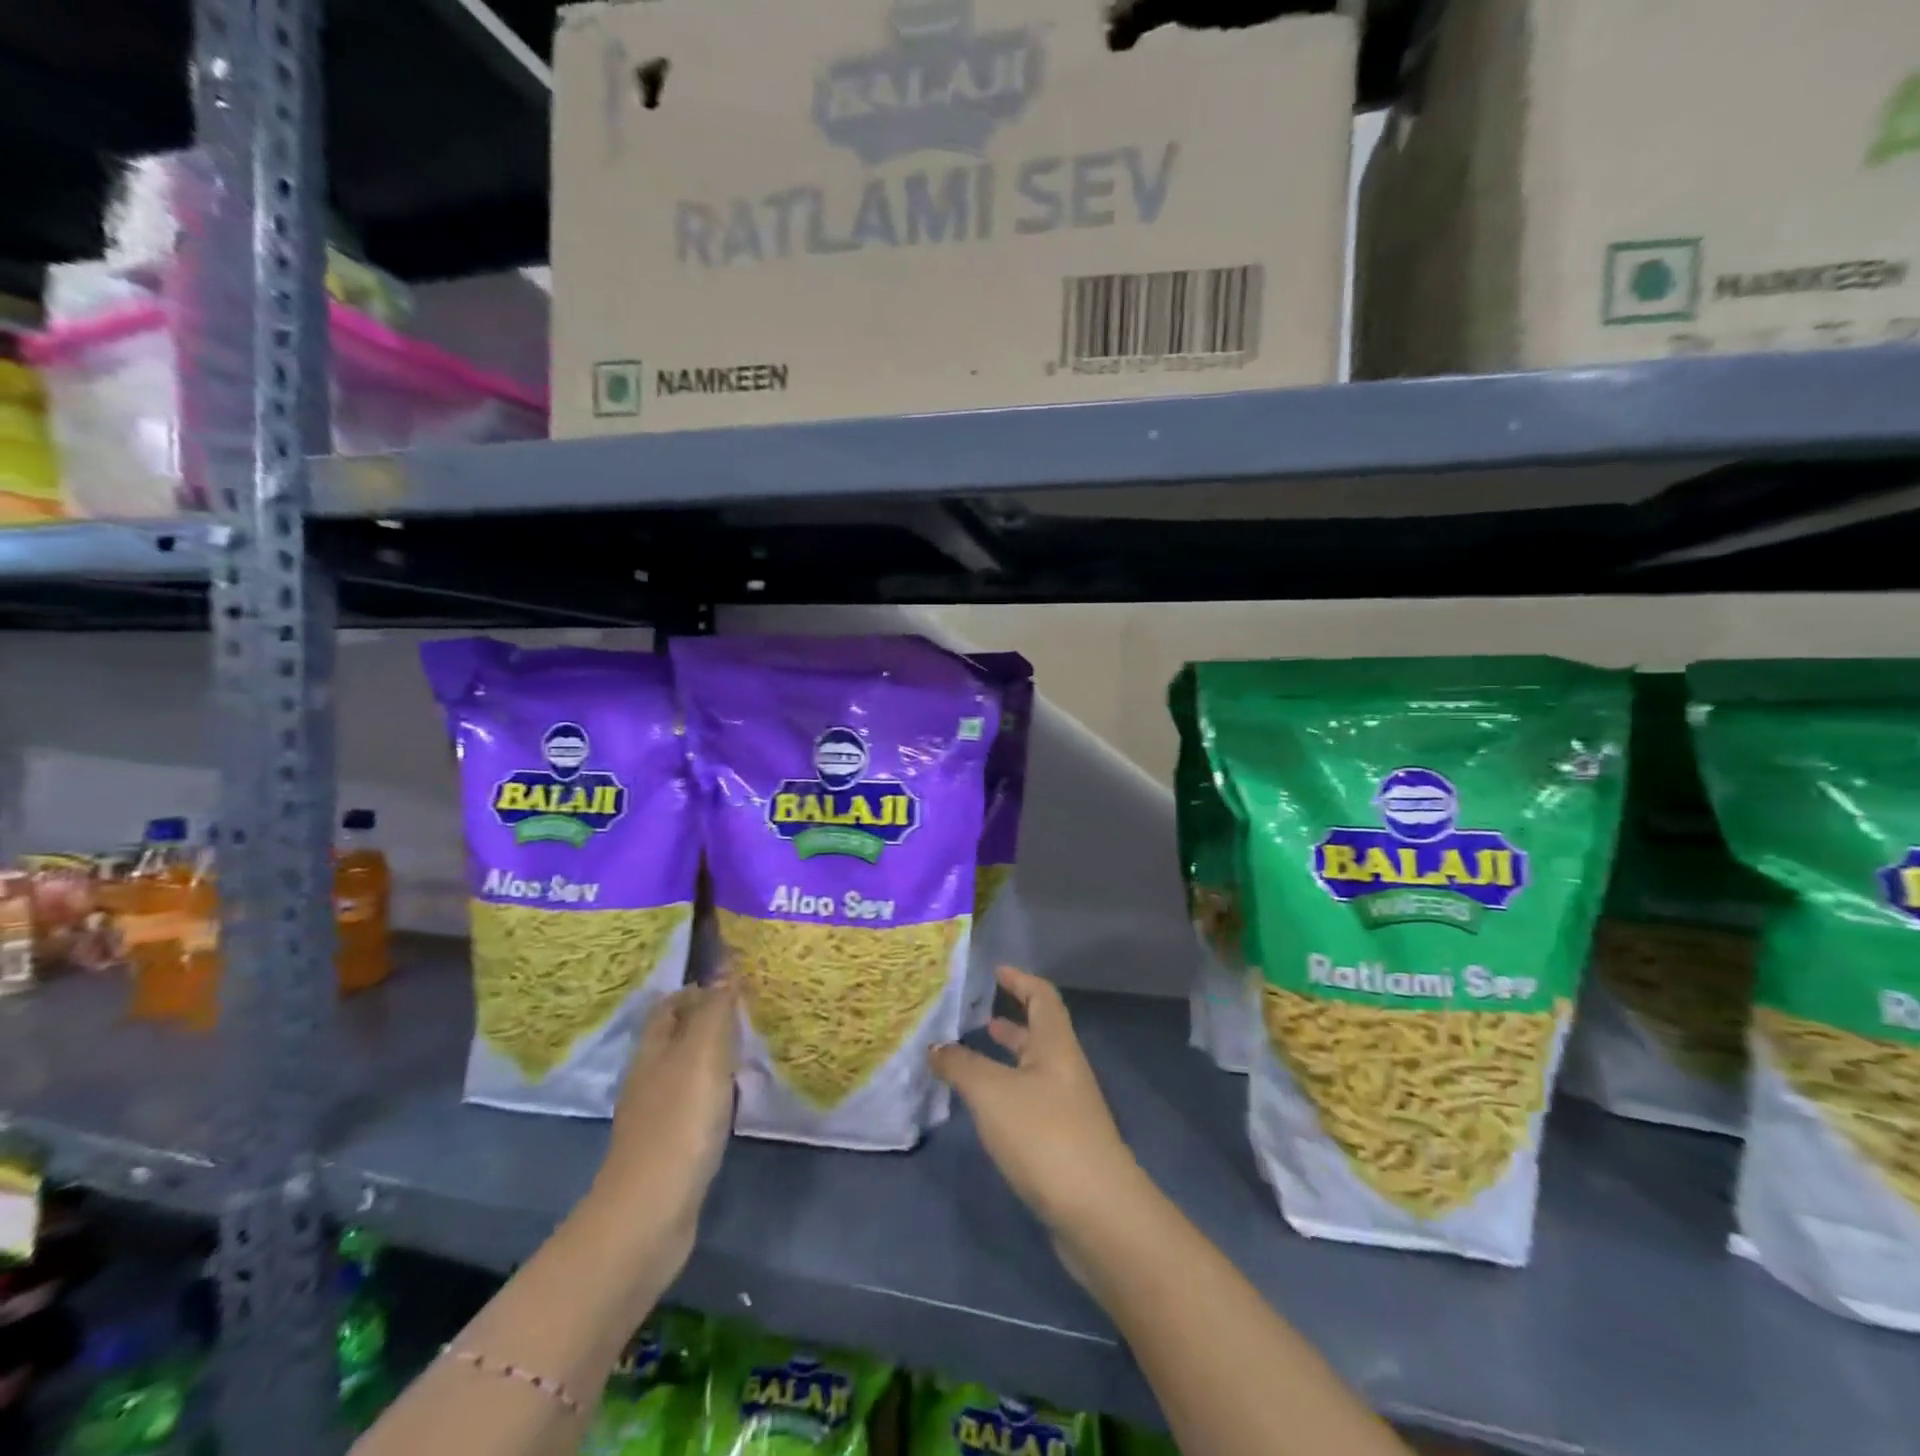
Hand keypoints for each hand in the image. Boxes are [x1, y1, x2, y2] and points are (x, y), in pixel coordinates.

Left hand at [590, 981, 738, 1274]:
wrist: (649, 1215)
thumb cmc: (678, 1124)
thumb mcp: (702, 1054)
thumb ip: (715, 1010)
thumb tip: (726, 967)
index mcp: (653, 1049)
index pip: (671, 1004)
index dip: (699, 988)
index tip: (739, 983)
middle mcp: (650, 1076)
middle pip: (678, 1036)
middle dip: (710, 1020)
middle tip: (753, 1014)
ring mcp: (657, 1115)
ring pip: (688, 1070)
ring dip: (716, 1057)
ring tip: (753, 1050)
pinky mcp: (670, 1147)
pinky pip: (696, 1104)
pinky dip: (718, 1093)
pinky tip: (739, 1099)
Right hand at [929, 966, 1145, 1242]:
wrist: (1097, 1212)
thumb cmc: (1044, 1135)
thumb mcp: (992, 1093)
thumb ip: (961, 1065)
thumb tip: (935, 1046)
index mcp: (1056, 1044)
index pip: (1042, 996)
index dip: (1020, 980)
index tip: (996, 971)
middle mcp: (1065, 1068)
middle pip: (1040, 1031)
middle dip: (1011, 1019)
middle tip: (976, 1013)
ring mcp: (1067, 1107)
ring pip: (1033, 1068)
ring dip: (1007, 1057)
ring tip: (972, 1053)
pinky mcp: (1062, 1141)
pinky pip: (1030, 1100)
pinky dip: (1006, 1091)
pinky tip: (985, 1107)